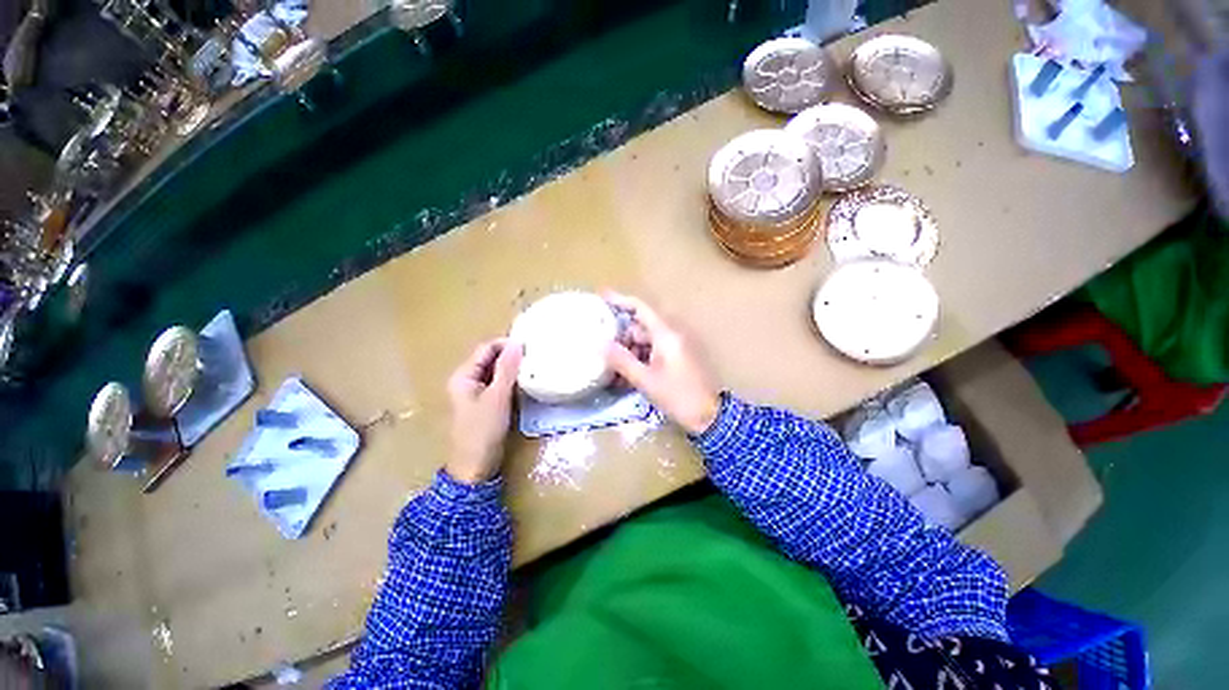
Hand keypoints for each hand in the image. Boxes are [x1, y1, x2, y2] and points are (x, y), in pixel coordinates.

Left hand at [445, 338, 522, 483]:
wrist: (476, 468)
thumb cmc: (483, 431)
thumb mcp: (497, 397)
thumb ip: (507, 369)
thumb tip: (517, 342)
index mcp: (463, 375)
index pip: (486, 348)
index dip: (507, 344)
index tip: (530, 345)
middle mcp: (468, 380)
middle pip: (491, 358)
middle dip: (511, 355)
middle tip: (535, 355)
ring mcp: (477, 392)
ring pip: (497, 371)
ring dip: (513, 368)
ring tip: (535, 365)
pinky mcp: (487, 403)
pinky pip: (500, 384)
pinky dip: (512, 380)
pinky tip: (527, 381)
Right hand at [604, 292, 720, 435]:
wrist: (711, 416)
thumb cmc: (678, 396)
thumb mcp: (646, 380)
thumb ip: (622, 360)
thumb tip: (600, 344)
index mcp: (666, 334)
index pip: (641, 307)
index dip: (620, 300)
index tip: (601, 297)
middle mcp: (674, 333)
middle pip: (642, 324)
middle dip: (623, 334)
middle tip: (603, 346)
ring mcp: (678, 344)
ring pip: (648, 338)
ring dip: (632, 348)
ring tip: (614, 365)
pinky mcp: (681, 355)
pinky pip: (657, 348)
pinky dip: (643, 356)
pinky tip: (631, 371)